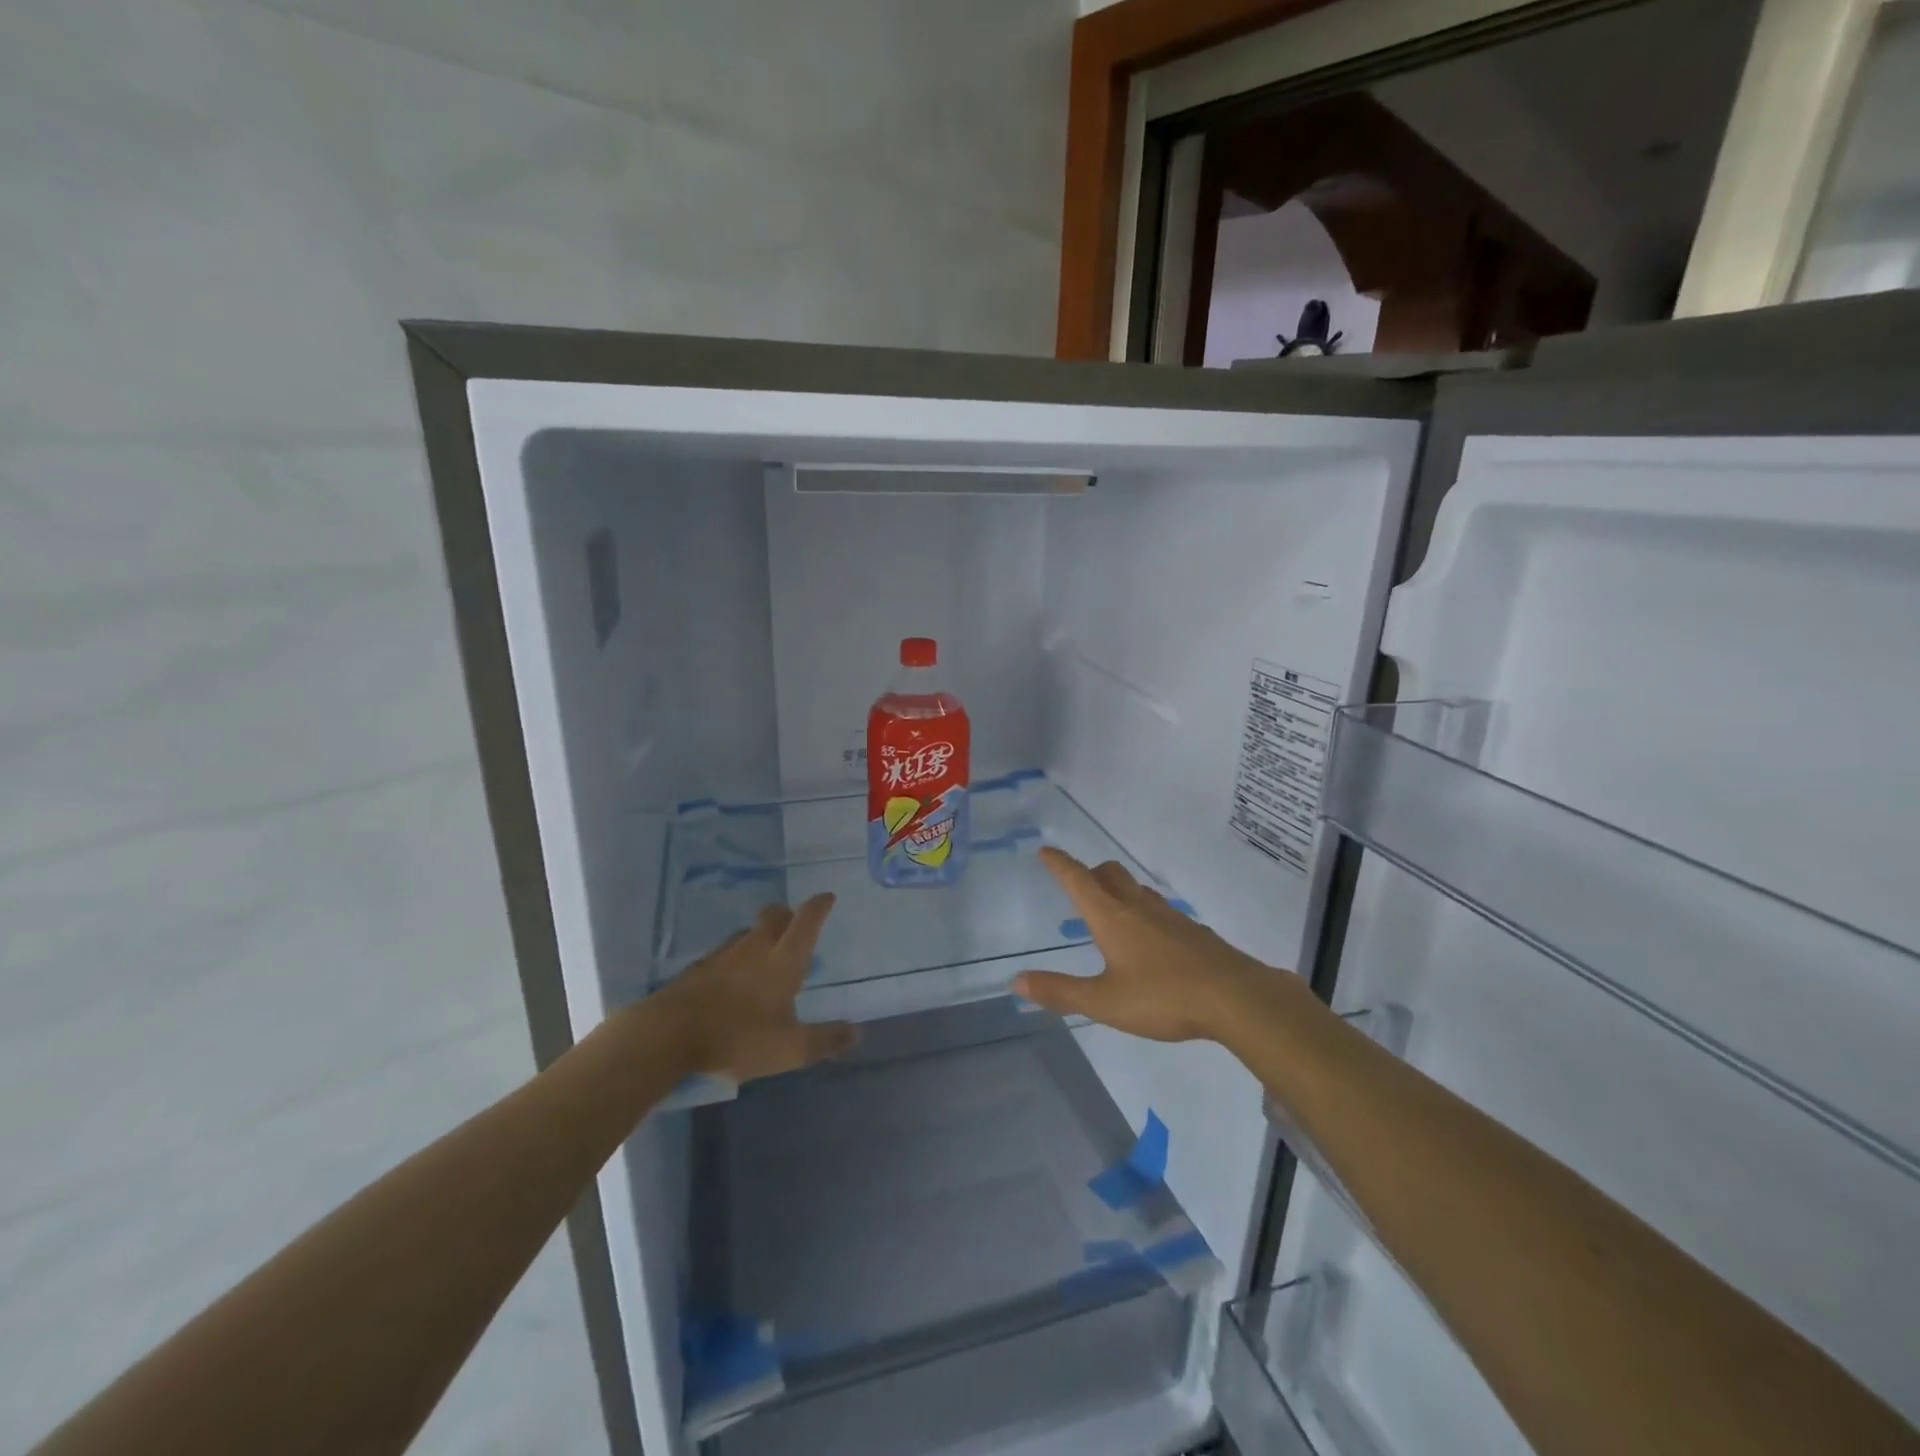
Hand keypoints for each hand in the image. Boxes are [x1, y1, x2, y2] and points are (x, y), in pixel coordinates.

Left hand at [656, 894, 856, 1083]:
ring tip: (765, 954)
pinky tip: (731, 978)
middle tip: (795, 926)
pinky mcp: (697, 968)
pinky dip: (735, 958)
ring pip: (747, 932)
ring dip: (760, 935)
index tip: (827, 897)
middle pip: (774, 916)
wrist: (668, 1035)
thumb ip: (826, 1040)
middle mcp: (755, 947)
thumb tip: (858, 1031)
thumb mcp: (790, 1049)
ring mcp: (723, 955)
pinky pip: (724, 953)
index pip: (806, 921)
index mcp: (783, 959)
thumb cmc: (738, 1037)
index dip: (819, 906)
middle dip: (788, 914)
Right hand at [1014, 848, 1270, 1042]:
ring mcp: (1170, 916)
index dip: (1059, 864)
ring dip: (1118, 890)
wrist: (1236, 998)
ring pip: (1137, 889)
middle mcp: (1139, 907)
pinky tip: (1150, 940)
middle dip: (1090, 873)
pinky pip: (1159, 910)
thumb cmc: (1163, 997)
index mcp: (1112, 917)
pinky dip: (1144, 912)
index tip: (1046, 850)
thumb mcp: (1105, 1001)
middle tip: (1079, 884)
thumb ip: (1061, 992)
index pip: (1078, 880)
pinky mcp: (1193, 931)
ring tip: (1111, 911)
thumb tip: (1017, 982)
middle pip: (1110, 874)